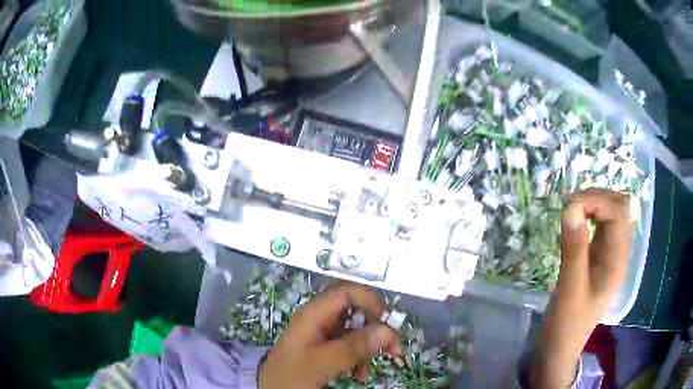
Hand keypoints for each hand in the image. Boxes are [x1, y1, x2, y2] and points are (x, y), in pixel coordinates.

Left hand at [259, 283, 401, 388]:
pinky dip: (362, 357)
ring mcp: (325, 335)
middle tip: (394, 348)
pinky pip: (352, 346)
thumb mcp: (321, 362)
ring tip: (379, 365)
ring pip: (358, 331)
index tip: (388, 323)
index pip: (347, 292)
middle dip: (378, 329)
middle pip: (357, 311)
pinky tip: (361, 373)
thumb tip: (388, 331)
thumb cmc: (291, 375)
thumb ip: (352, 347)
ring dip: (372, 346)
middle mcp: (321, 320)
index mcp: (314, 314)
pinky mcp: (327, 348)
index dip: (370, 301)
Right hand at [531, 189, 630, 388]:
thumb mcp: (569, 289)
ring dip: (593, 204)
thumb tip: (571, 206)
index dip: (596, 200)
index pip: (618, 212)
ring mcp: (610, 255)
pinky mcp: (599, 258)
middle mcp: (618, 253)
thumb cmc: (566, 325)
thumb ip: (574, 248)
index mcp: (617, 260)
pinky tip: (574, 224)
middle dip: (596, 198)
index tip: (568, 206)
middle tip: (569, 207)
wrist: (560, 349)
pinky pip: (601, 226)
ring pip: (611, 213)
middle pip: (619, 207)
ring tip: (571, 212)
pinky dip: (589, 216)